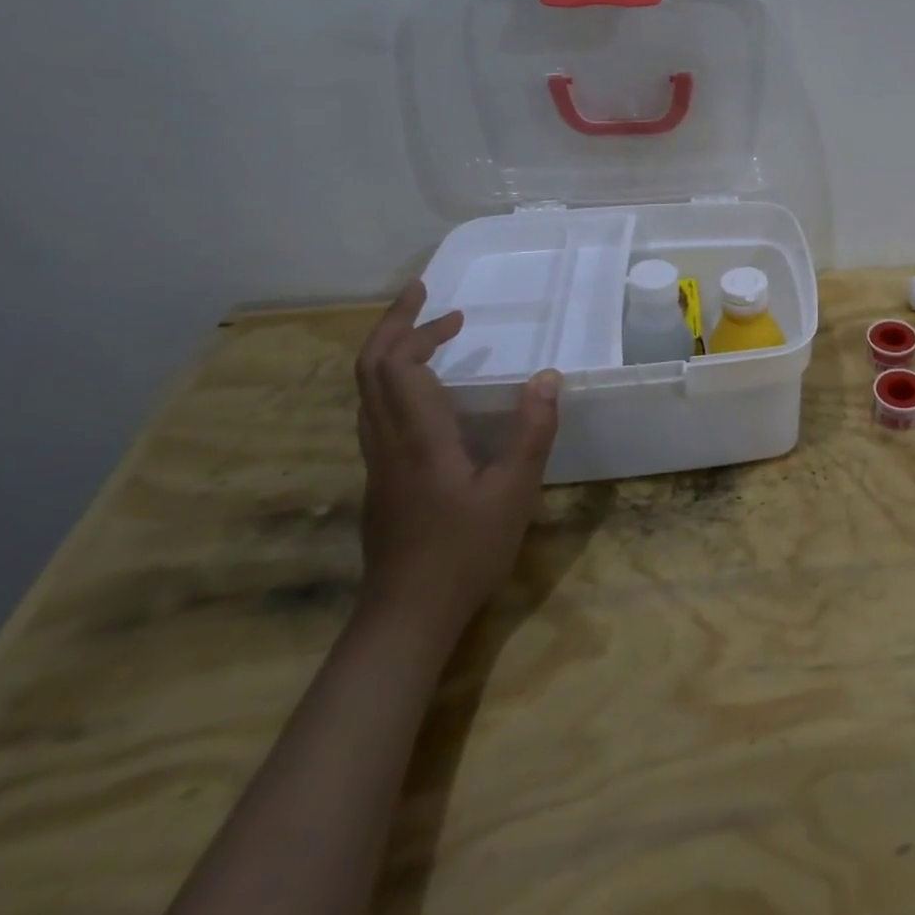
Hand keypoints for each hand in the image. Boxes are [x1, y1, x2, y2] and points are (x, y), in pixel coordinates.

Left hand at [354, 281, 561, 632]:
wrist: (406, 617)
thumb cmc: (465, 551)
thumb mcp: (514, 491)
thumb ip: (532, 431)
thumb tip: (547, 376)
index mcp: (417, 438)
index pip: (398, 366)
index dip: (419, 330)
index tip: (455, 312)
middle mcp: (387, 442)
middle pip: (369, 370)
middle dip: (393, 326)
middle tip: (423, 297)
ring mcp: (377, 463)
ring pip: (366, 393)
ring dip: (389, 353)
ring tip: (427, 335)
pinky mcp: (381, 481)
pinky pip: (376, 413)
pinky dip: (393, 383)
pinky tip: (426, 394)